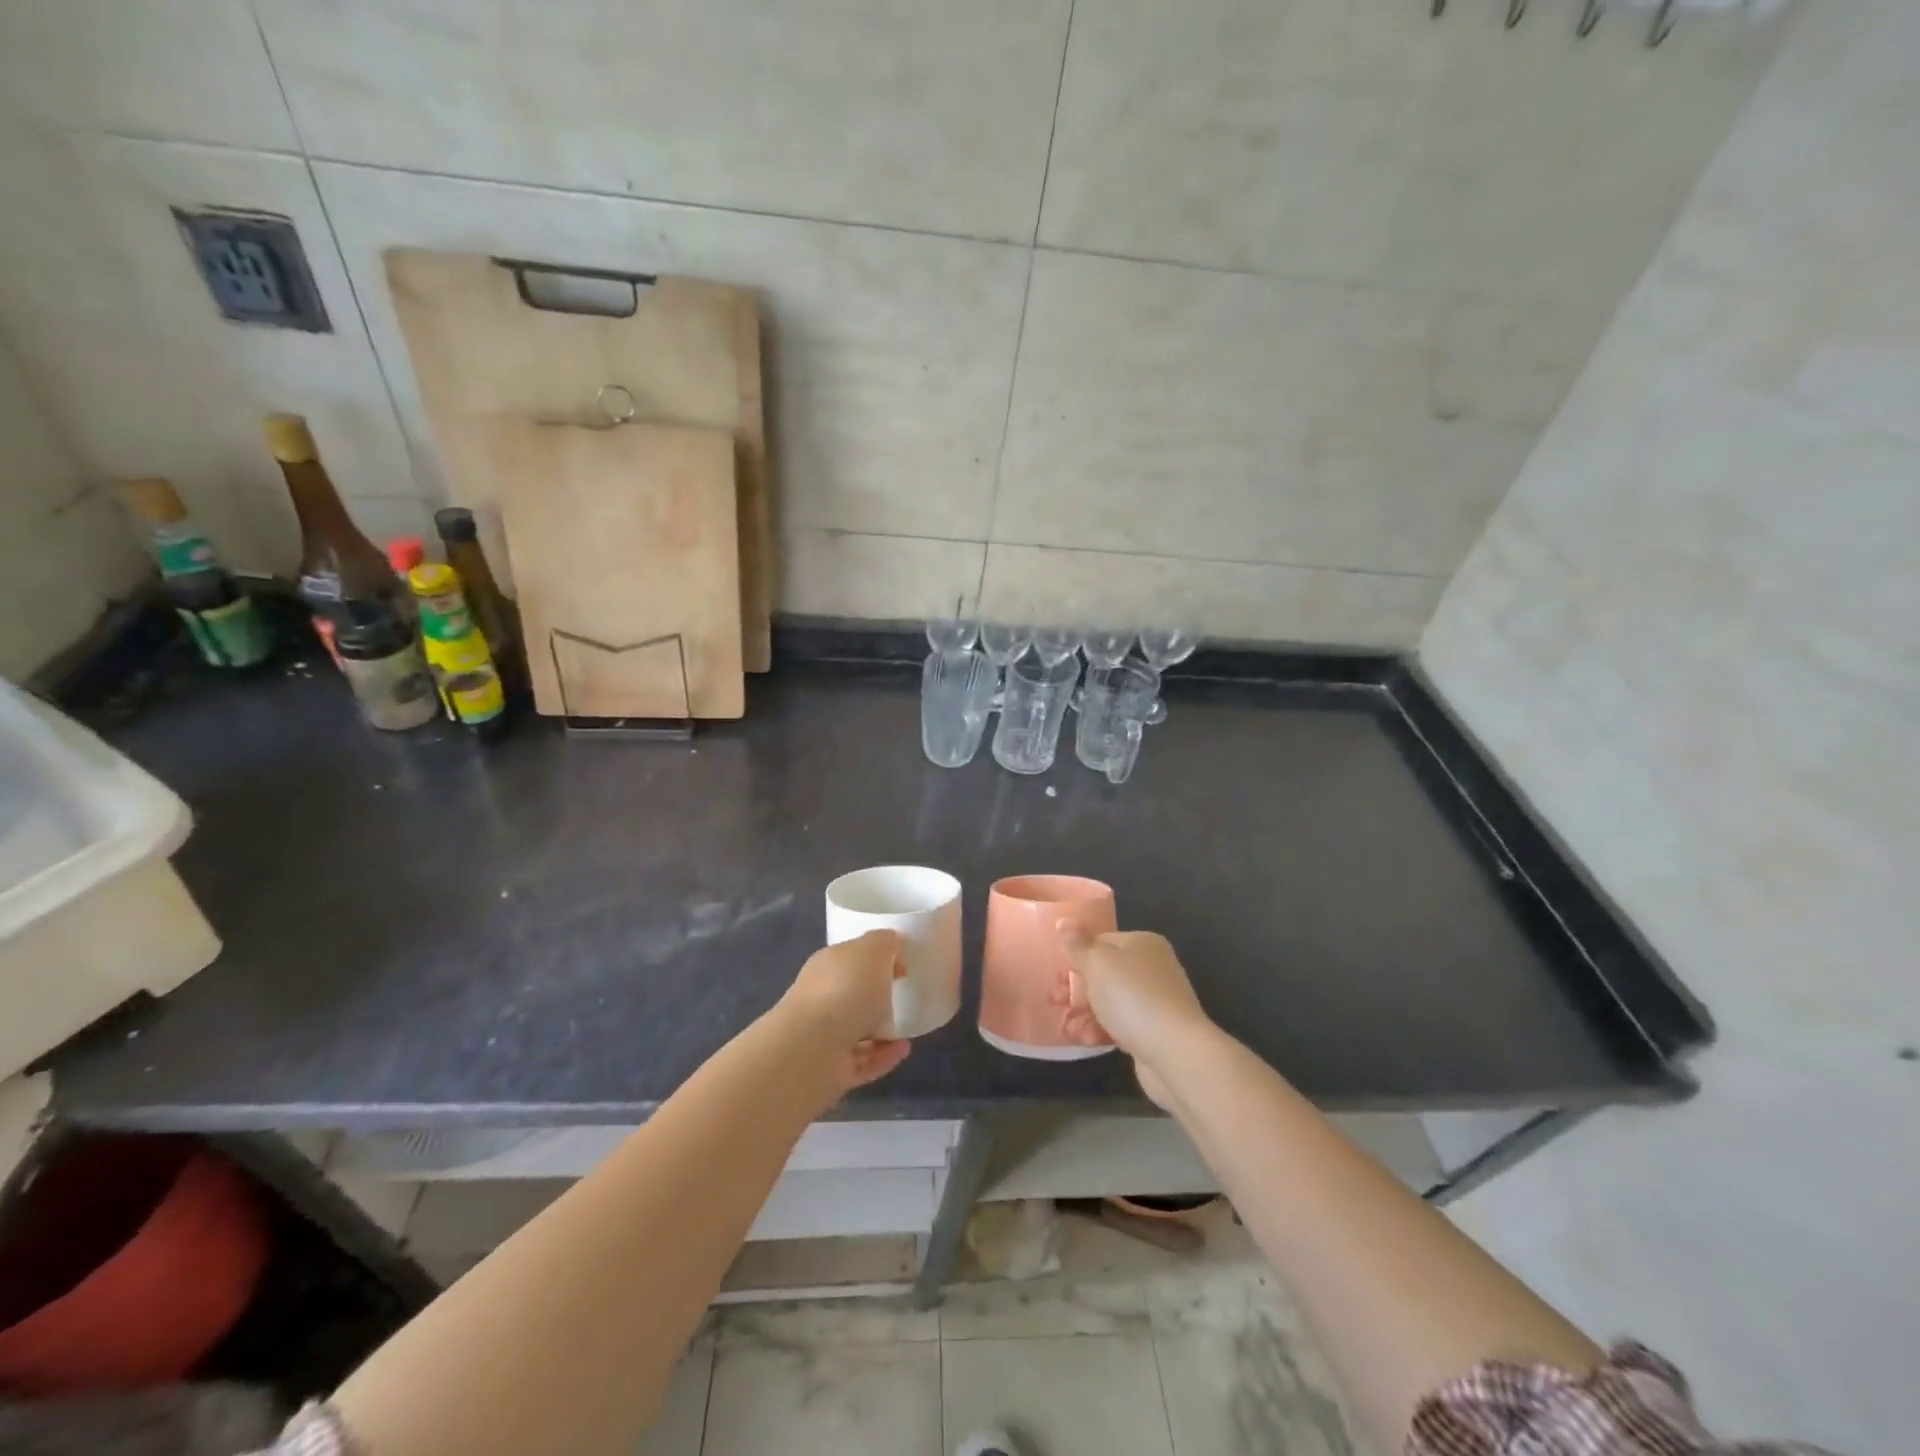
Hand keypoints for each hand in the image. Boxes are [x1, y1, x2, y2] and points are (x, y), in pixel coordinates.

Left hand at [775, 930, 911, 1092]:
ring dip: (883, 1030)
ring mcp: (823, 1036)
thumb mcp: (873, 950)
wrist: (814, 1048)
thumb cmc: (845, 990)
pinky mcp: (831, 1070)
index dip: (877, 958)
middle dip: (876, 996)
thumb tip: (890, 947)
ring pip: (856, 1029)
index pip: (851, 957)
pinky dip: (884, 1055)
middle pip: (852, 994)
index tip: (902, 967)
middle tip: (903, 996)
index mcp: (827, 965)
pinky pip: (863, 1060)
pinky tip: (903, 1050)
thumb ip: (884, 943)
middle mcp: (822, 998)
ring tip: (907, 1029)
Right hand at [1055, 927, 1209, 1108]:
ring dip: (1083, 1012)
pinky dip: (1099, 1030)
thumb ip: (1076, 943)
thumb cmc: (1132, 996)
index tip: (1055, 974)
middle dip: (1075, 988)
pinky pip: (1118, 1025)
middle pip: (1103, 973)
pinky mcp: (1152, 1032)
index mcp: (1142, 944)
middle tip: (1055, 1000)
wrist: (1174, 1052)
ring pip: (1108, 1001)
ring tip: (1066, 1026)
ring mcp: (1153, 1001)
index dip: (1075, 956)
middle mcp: (1151, 968)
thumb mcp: (1097, 963)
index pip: (1101, 941)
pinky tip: (1084, 1039)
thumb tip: (1063, 920)